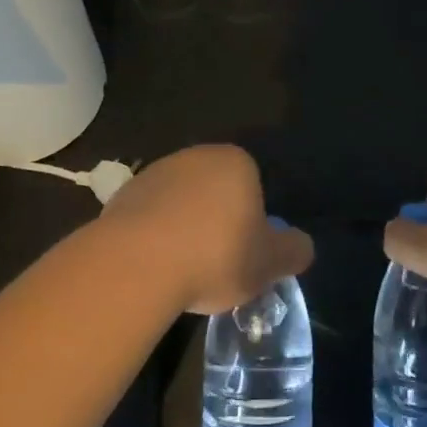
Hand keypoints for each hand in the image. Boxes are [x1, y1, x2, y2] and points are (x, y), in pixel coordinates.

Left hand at [95, 144, 313, 314]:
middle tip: (217, 264)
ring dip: (184, 227)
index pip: (253, 185)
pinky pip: (149, 217)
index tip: (245, 254)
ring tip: (183, 270)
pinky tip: (154, 267)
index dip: (252, 221)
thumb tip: (302, 246)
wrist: (138, 262)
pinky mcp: (124, 195)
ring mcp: (156, 172)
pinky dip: (154, 236)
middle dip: (217, 221)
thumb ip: (293, 251)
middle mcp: (196, 156)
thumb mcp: (269, 263)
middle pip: (215, 191)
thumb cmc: (215, 254)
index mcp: (236, 161)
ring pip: (181, 202)